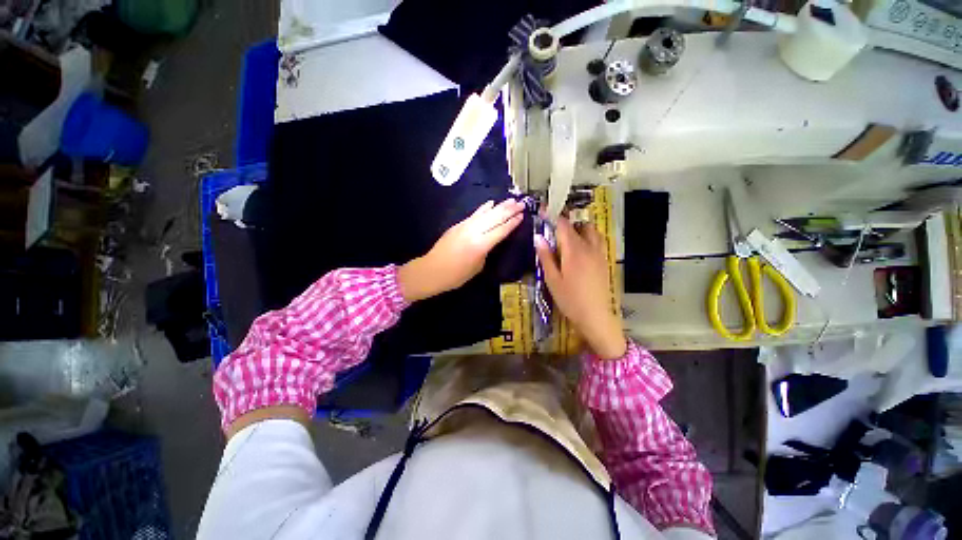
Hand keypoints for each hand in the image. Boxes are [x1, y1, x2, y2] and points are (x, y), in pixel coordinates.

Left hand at [398, 199, 524, 301]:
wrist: (432, 270)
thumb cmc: (456, 275)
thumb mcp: (478, 266)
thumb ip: (487, 251)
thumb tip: (492, 241)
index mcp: (481, 244)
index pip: (501, 230)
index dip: (512, 222)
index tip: (522, 215)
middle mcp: (474, 231)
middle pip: (495, 217)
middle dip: (509, 210)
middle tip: (521, 203)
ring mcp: (465, 226)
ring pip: (486, 213)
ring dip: (499, 206)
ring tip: (511, 200)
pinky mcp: (458, 225)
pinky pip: (474, 214)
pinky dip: (484, 208)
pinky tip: (490, 203)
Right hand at [534, 217, 626, 359]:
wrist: (596, 316)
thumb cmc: (570, 299)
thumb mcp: (552, 279)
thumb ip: (546, 256)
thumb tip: (538, 237)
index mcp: (574, 250)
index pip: (563, 225)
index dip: (553, 215)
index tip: (543, 209)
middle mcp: (589, 247)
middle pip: (580, 225)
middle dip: (567, 221)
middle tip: (554, 228)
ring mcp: (600, 253)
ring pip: (592, 231)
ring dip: (580, 228)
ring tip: (567, 237)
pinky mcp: (605, 261)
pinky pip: (598, 241)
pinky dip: (588, 237)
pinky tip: (580, 249)